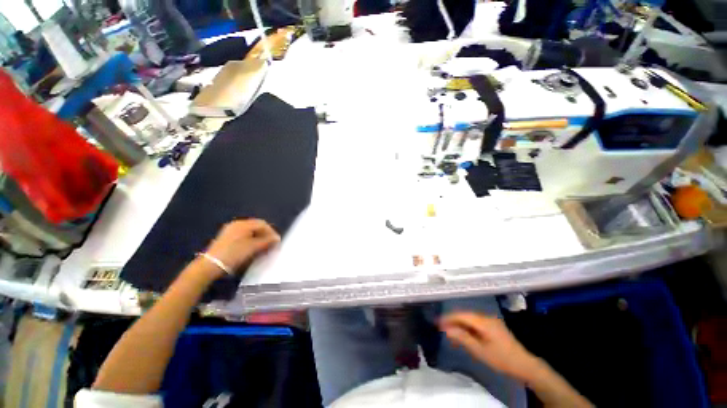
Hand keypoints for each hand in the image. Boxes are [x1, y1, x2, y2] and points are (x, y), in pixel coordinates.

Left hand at [204, 219, 280, 272]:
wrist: (211, 265)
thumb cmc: (234, 254)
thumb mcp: (253, 247)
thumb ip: (267, 241)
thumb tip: (277, 238)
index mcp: (244, 224)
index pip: (263, 224)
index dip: (272, 232)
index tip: (277, 242)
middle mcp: (237, 224)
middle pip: (257, 226)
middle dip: (266, 235)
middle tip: (271, 244)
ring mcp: (231, 230)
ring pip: (251, 231)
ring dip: (259, 238)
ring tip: (264, 247)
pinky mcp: (227, 237)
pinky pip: (244, 235)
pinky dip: (251, 240)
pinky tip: (253, 248)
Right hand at [440, 312, 540, 381]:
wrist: (525, 365)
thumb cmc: (502, 359)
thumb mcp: (480, 351)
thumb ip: (463, 338)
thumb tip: (447, 329)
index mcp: (483, 321)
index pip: (462, 315)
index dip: (449, 317)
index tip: (438, 322)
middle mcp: (486, 317)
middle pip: (465, 315)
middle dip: (453, 321)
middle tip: (442, 328)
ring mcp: (491, 321)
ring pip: (470, 319)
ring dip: (460, 325)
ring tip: (451, 334)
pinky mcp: (494, 327)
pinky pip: (476, 324)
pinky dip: (468, 328)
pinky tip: (464, 336)